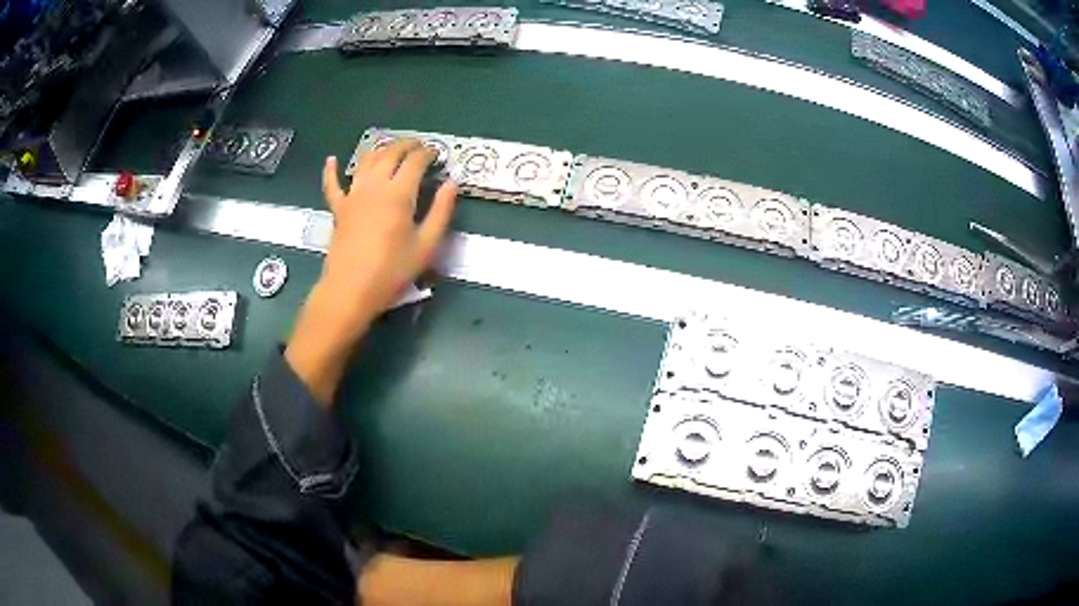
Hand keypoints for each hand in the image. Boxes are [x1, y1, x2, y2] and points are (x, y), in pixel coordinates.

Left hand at [320, 139, 456, 321]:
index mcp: (399, 193)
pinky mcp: (338, 209)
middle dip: (407, 145)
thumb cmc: (392, 271)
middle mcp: (374, 186)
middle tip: (419, 147)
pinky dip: (331, 170)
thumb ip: (441, 211)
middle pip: (390, 153)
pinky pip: (332, 184)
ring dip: (380, 149)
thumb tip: (451, 184)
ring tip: (391, 149)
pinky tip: (331, 159)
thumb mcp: (427, 245)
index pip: (415, 161)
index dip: (428, 153)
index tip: (437, 154)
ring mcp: (353, 195)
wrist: (350, 290)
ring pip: (366, 161)